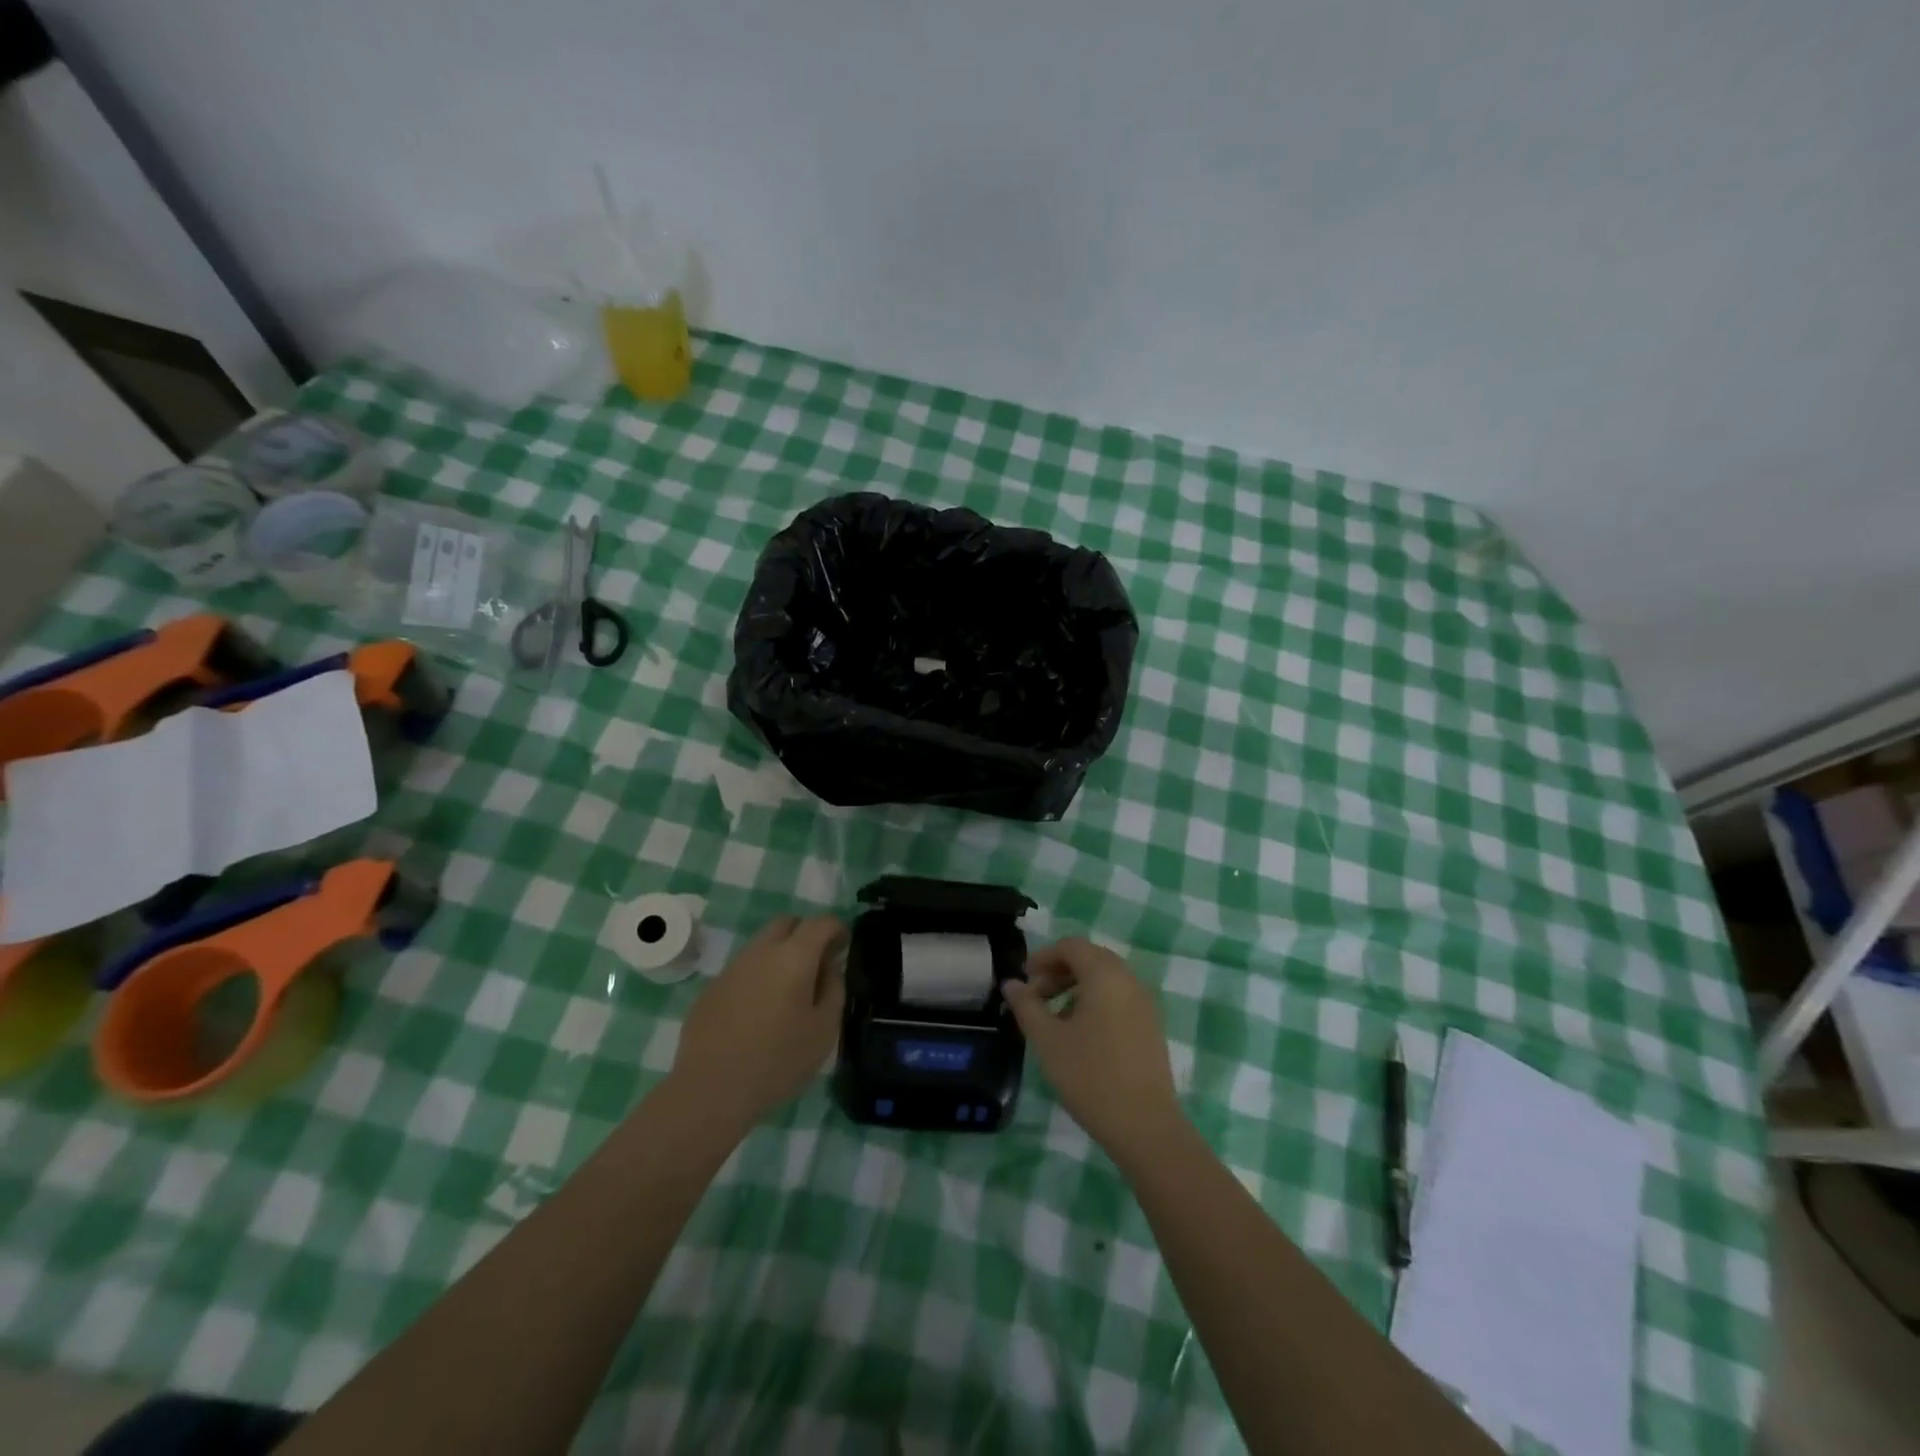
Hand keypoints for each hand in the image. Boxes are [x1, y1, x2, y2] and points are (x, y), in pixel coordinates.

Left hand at [668, 914, 845, 1133]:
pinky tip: (759, 1011)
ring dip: (780, 955)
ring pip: (762, 945)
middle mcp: (761, 952)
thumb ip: (833, 990)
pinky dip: (758, 977)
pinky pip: (743, 969)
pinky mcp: (711, 989)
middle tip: (818, 962)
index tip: (844, 946)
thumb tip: (829, 968)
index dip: (838, 928)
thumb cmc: (778, 1061)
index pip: (821, 922)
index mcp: (793, 957)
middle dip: (806, 933)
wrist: (710, 1090)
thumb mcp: (824, 1030)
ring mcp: (732, 968)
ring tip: (789, 991)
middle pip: (787, 923)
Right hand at [1003, 937, 1182, 1158]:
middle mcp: (1129, 980)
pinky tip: (1081, 1034)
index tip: (1024, 979)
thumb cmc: (1090, 1077)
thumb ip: (1027, 1006)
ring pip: (1106, 978)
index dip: (1043, 956)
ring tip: (1055, 1017)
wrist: (1145, 1126)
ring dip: (1076, 986)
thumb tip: (1011, 984)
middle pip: (1090, 958)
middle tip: (1036, 996)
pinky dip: (1096, 1001)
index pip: (1071, 946)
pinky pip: (1119, 997)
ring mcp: (1145, 1003)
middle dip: (1059, 970)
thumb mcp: (1048, 1040)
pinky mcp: (1151, 1025)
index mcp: (1105, 975)